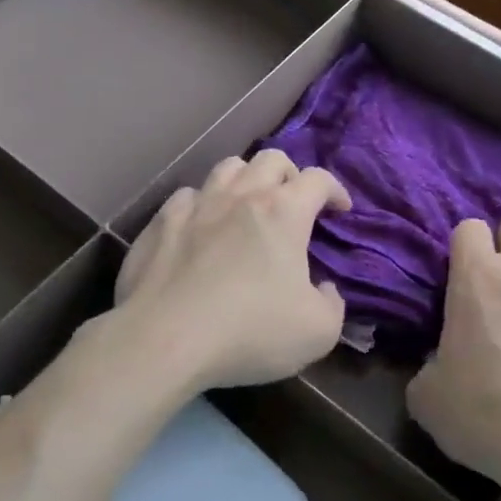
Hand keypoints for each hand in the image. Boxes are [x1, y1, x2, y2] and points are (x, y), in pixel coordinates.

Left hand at [113, 151, 351, 391]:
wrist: (165, 341)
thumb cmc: (250, 332)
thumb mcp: (318, 332)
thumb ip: (332, 304)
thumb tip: (325, 289)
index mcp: (284, 212)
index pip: (318, 179)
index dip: (335, 190)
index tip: (340, 209)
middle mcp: (241, 196)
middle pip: (271, 159)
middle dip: (290, 174)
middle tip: (293, 202)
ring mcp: (196, 206)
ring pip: (226, 168)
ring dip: (245, 179)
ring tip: (248, 205)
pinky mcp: (160, 224)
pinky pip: (186, 197)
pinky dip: (202, 205)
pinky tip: (201, 227)